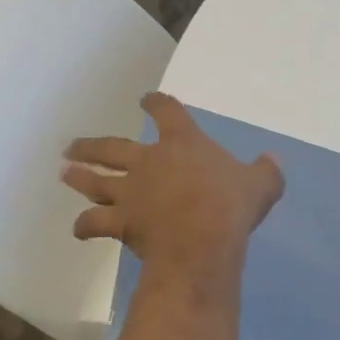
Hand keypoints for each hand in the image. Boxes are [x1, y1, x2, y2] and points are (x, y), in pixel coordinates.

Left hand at [63, 93, 284, 277]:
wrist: (201, 240)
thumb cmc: (231, 205)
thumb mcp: (262, 184)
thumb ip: (266, 170)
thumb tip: (274, 160)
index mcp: (183, 143)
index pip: (166, 112)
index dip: (156, 103)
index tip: (146, 99)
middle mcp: (149, 161)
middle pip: (113, 147)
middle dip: (93, 145)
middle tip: (73, 145)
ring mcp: (131, 192)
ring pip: (96, 181)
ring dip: (79, 177)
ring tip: (64, 173)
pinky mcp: (121, 222)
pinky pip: (94, 223)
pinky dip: (84, 226)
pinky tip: (78, 229)